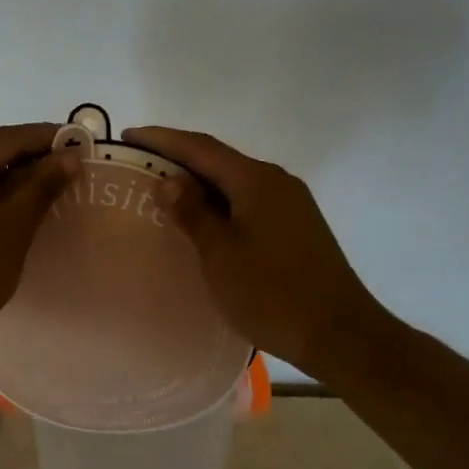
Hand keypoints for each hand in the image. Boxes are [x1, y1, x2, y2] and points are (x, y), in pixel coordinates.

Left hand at [0, 123, 74, 356]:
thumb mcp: (14, 227)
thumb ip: (41, 185)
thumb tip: (69, 156)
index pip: (5, 137)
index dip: (43, 137)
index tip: (75, 141)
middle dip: (22, 150)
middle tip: (60, 162)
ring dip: (0, 166)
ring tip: (37, 181)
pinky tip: (3, 198)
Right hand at [123, 126, 392, 380]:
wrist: (341, 334)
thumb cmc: (272, 293)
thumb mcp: (221, 254)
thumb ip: (193, 213)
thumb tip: (168, 180)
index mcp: (255, 180)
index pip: (200, 147)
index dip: (161, 139)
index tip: (127, 134)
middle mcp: (275, 181)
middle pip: (218, 159)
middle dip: (178, 157)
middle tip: (139, 162)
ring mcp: (290, 203)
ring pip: (234, 181)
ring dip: (199, 181)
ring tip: (163, 189)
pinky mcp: (296, 225)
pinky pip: (248, 200)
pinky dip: (219, 201)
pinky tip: (203, 219)